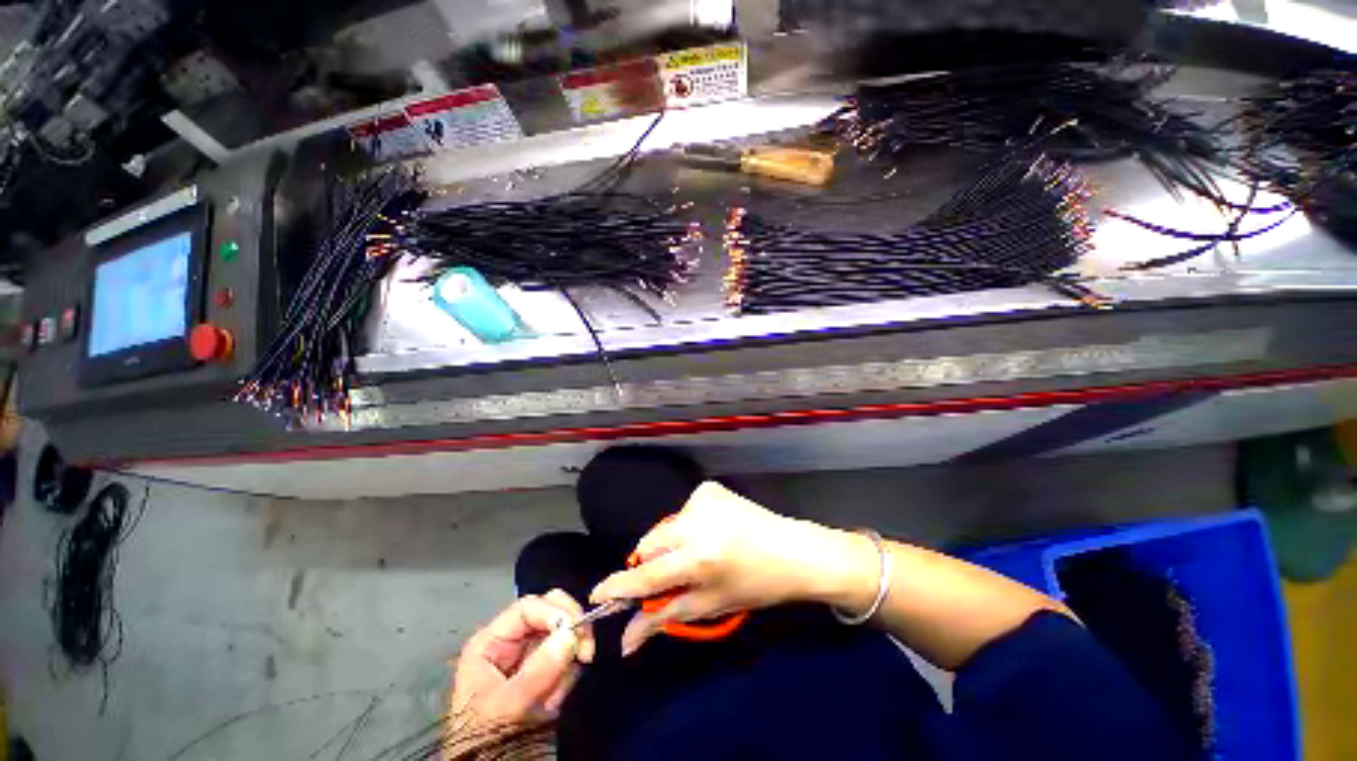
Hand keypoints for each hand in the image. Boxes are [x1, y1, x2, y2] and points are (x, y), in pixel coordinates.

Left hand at [448, 591, 595, 741]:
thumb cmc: (485, 737)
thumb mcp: (505, 708)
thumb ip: (537, 672)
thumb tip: (571, 634)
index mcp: (492, 642)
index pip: (528, 607)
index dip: (554, 611)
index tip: (576, 630)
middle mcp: (513, 641)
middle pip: (550, 611)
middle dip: (570, 627)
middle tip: (586, 650)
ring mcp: (531, 656)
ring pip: (564, 633)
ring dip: (569, 659)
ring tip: (555, 696)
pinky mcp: (546, 671)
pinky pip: (568, 658)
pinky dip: (569, 676)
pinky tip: (554, 701)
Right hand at [590, 481, 872, 654]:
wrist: (792, 550)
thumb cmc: (755, 586)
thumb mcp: (711, 606)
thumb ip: (665, 618)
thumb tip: (626, 641)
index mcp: (700, 559)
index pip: (647, 575)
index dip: (619, 586)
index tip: (596, 594)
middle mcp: (696, 523)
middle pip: (650, 545)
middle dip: (651, 563)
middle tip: (671, 576)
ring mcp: (702, 499)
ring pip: (665, 527)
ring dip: (670, 544)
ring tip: (698, 553)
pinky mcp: (709, 488)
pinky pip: (683, 512)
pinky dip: (687, 525)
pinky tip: (709, 532)